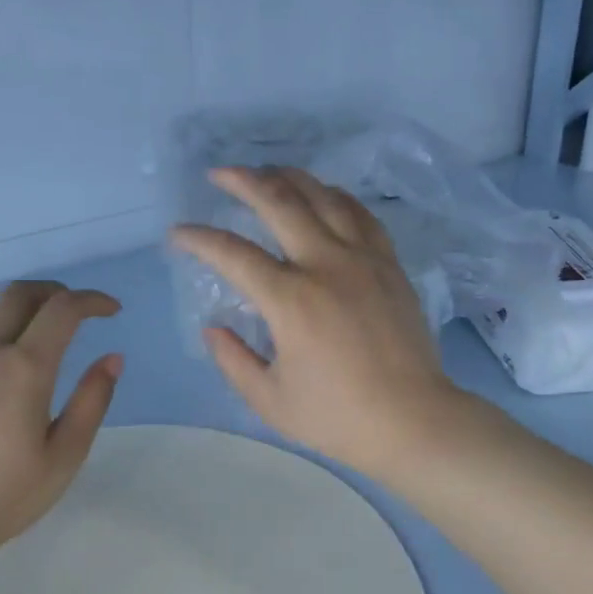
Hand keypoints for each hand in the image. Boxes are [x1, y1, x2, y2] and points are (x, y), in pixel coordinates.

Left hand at [0, 281, 123, 566]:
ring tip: (40, 333)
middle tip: (77, 312)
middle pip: (20, 293)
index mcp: (25, 369)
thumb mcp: (64, 456)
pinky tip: (2, 364)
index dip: (92, 300)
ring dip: (21, 308)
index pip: (63, 309)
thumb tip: (112, 358)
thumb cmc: (5, 496)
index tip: (112, 311)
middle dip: (56, 292)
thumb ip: (92, 401)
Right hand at [170, 166, 462, 479]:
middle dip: (245, 181)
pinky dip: (337, 197)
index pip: (233, 253)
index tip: (178, 232)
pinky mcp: (390, 266)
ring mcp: (364, 260)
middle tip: (220, 173)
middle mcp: (327, 265)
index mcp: (291, 300)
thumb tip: (213, 327)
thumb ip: (233, 359)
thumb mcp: (269, 399)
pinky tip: (325, 195)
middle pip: (281, 203)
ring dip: (291, 178)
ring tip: (269, 172)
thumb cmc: (337, 417)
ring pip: (325, 198)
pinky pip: (362, 215)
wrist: (414, 421)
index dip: (200, 238)